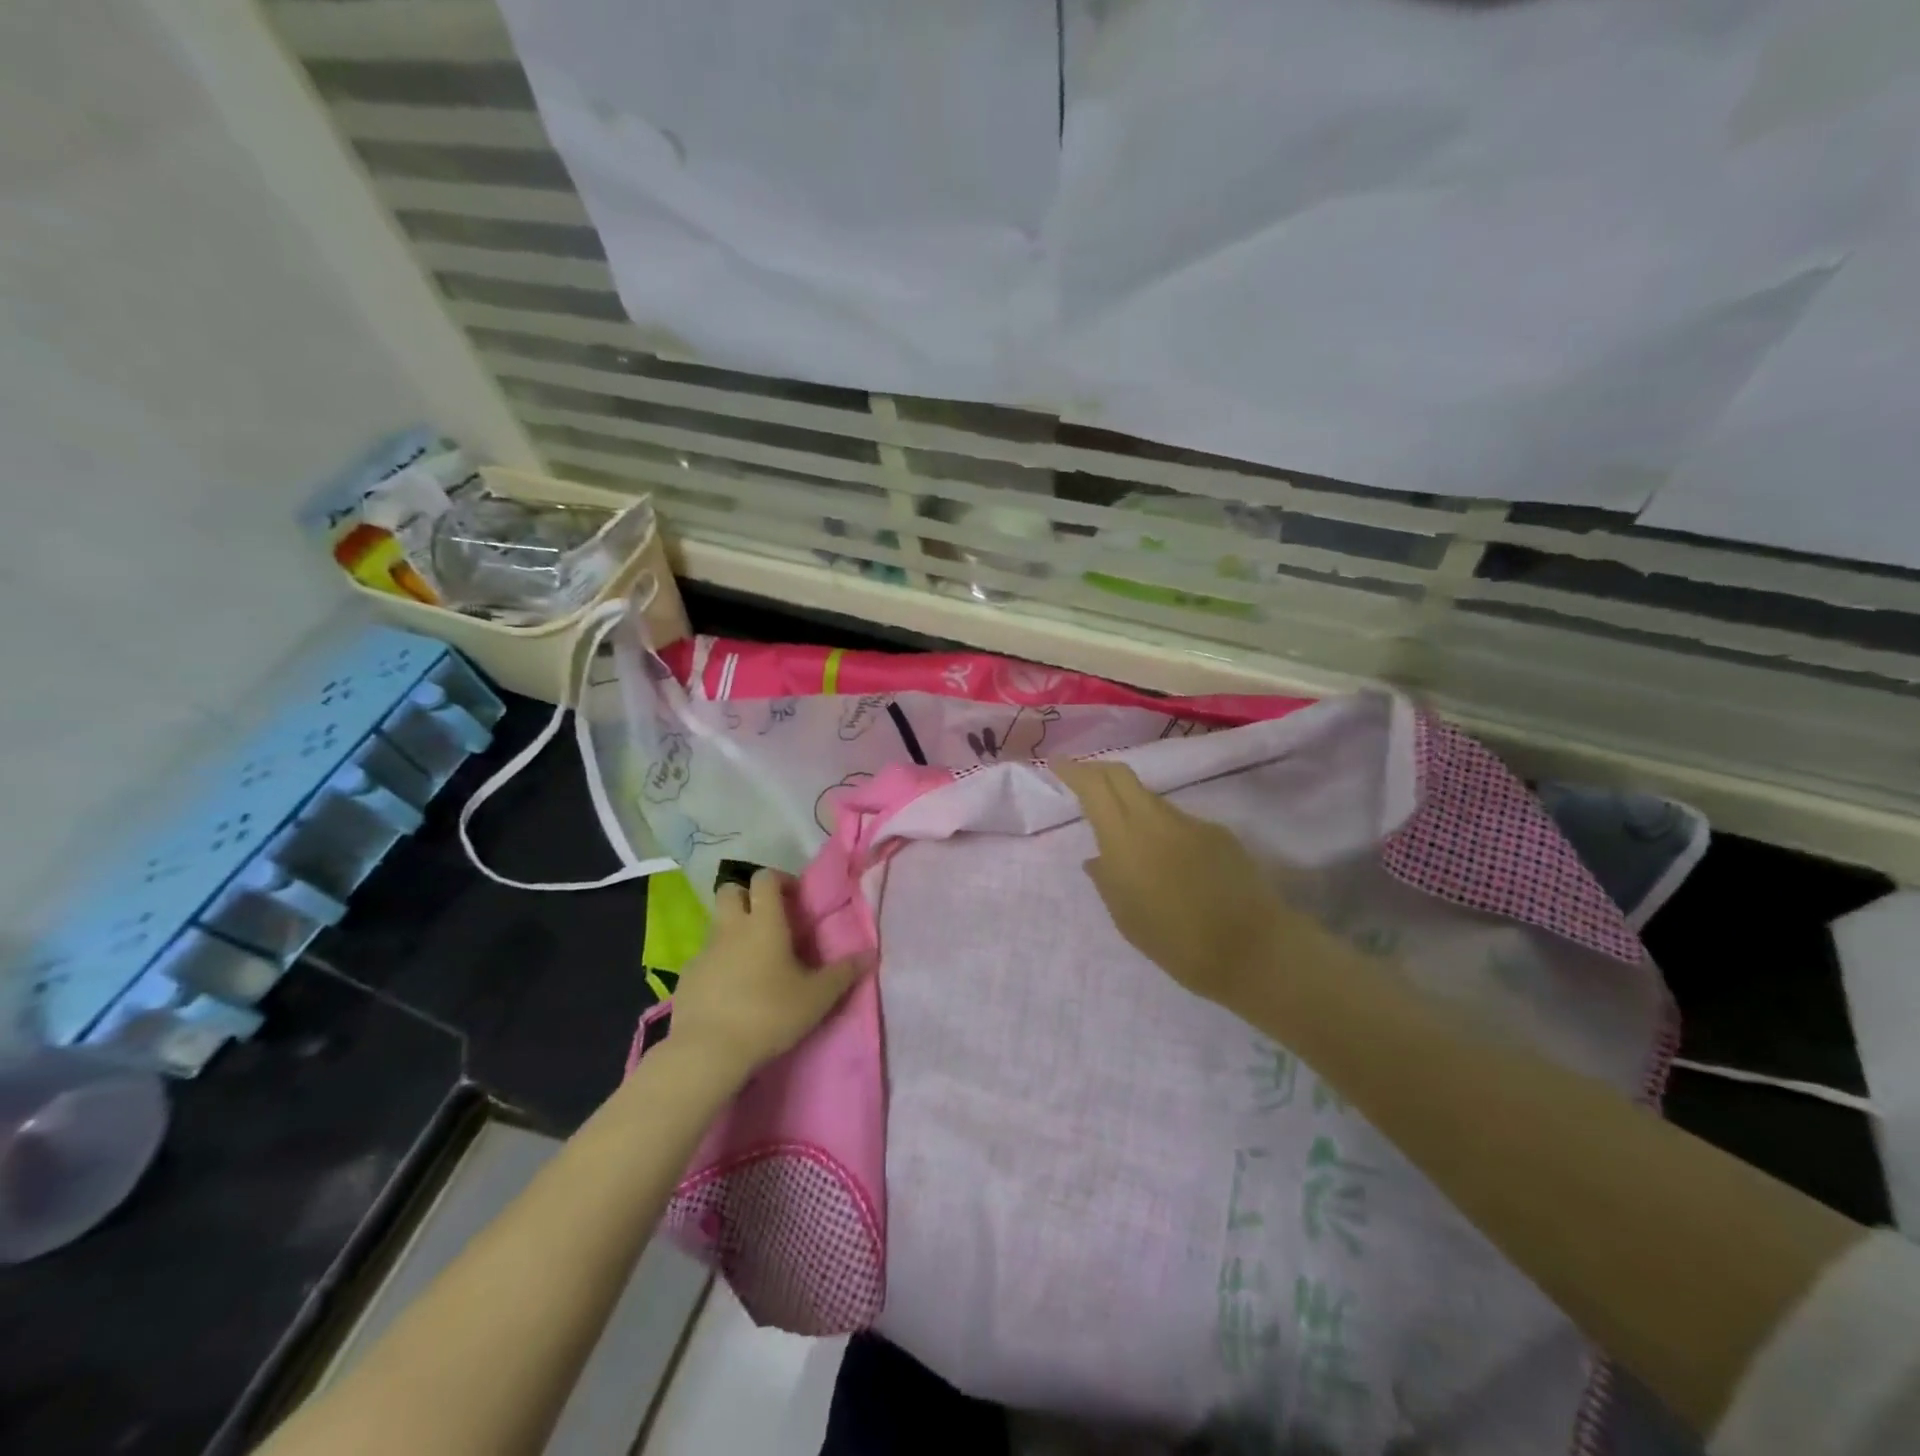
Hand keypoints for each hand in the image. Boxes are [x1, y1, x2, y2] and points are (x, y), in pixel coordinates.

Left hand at [669, 869, 865, 1075]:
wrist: (707, 1052)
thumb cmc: (769, 1014)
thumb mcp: (817, 997)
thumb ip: (844, 973)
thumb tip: (871, 954)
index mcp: (764, 922)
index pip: (764, 878)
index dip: (779, 881)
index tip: (794, 898)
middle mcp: (730, 928)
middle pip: (730, 891)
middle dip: (748, 896)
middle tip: (769, 920)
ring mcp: (703, 952)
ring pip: (716, 925)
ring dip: (733, 932)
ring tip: (753, 961)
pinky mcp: (686, 978)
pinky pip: (704, 959)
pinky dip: (718, 964)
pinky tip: (730, 992)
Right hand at [1053, 757, 1318, 1016]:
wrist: (1252, 950)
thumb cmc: (1176, 942)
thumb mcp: (1126, 917)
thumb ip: (1107, 880)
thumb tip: (1097, 858)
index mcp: (1125, 839)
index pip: (1095, 786)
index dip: (1074, 770)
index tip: (1058, 763)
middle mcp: (1156, 819)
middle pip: (1122, 775)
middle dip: (1099, 770)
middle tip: (1083, 779)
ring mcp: (1191, 822)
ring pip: (1152, 800)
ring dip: (1132, 805)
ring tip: (1130, 840)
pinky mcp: (1218, 833)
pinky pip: (1180, 823)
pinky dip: (1164, 831)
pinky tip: (1172, 864)